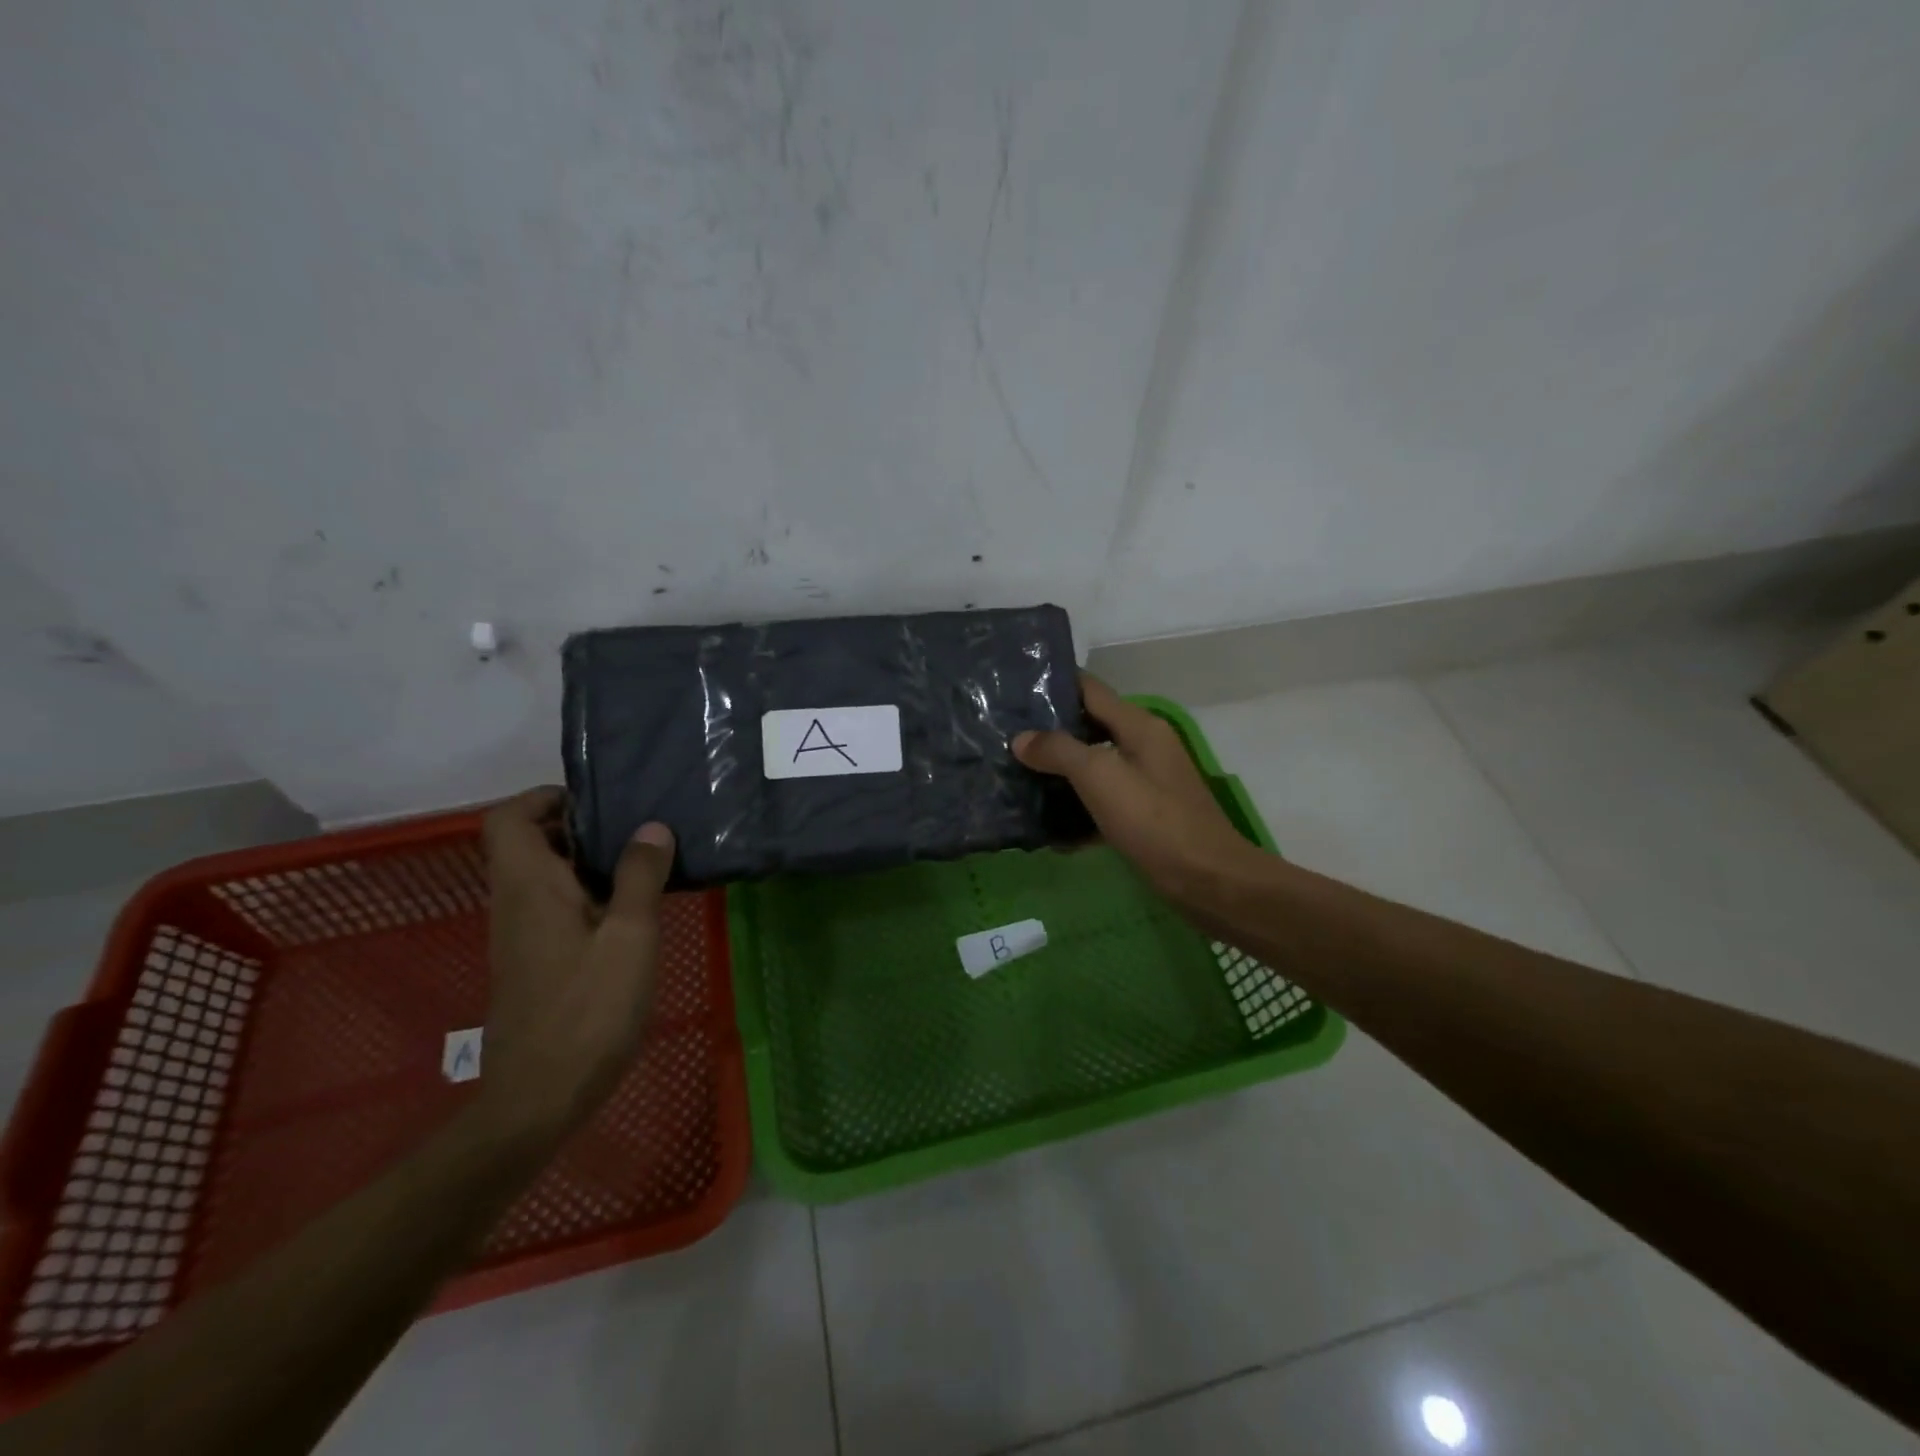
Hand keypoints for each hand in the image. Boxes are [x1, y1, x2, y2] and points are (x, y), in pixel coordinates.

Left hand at [479, 787, 675, 1136]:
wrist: (539, 1098)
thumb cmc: (587, 1010)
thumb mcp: (630, 937)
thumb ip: (639, 876)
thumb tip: (651, 826)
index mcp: (529, 887)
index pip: (509, 818)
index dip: (545, 798)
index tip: (599, 802)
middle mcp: (515, 903)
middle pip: (529, 842)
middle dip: (579, 825)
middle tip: (636, 826)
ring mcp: (522, 935)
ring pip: (545, 875)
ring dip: (587, 859)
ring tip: (645, 860)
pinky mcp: (536, 961)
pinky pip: (555, 905)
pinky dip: (588, 892)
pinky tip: (632, 910)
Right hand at [1014, 675, 1260, 910]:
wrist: (1206, 880)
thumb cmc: (1153, 820)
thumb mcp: (1100, 777)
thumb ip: (1059, 751)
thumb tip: (1021, 739)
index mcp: (1139, 725)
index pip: (1090, 689)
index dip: (1052, 685)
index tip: (1013, 691)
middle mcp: (1144, 746)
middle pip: (1089, 727)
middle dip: (1049, 733)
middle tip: (1005, 739)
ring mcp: (1145, 782)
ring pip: (1093, 766)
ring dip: (1059, 772)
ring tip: (1016, 777)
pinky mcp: (1143, 815)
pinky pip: (1102, 801)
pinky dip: (1077, 808)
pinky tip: (1047, 826)